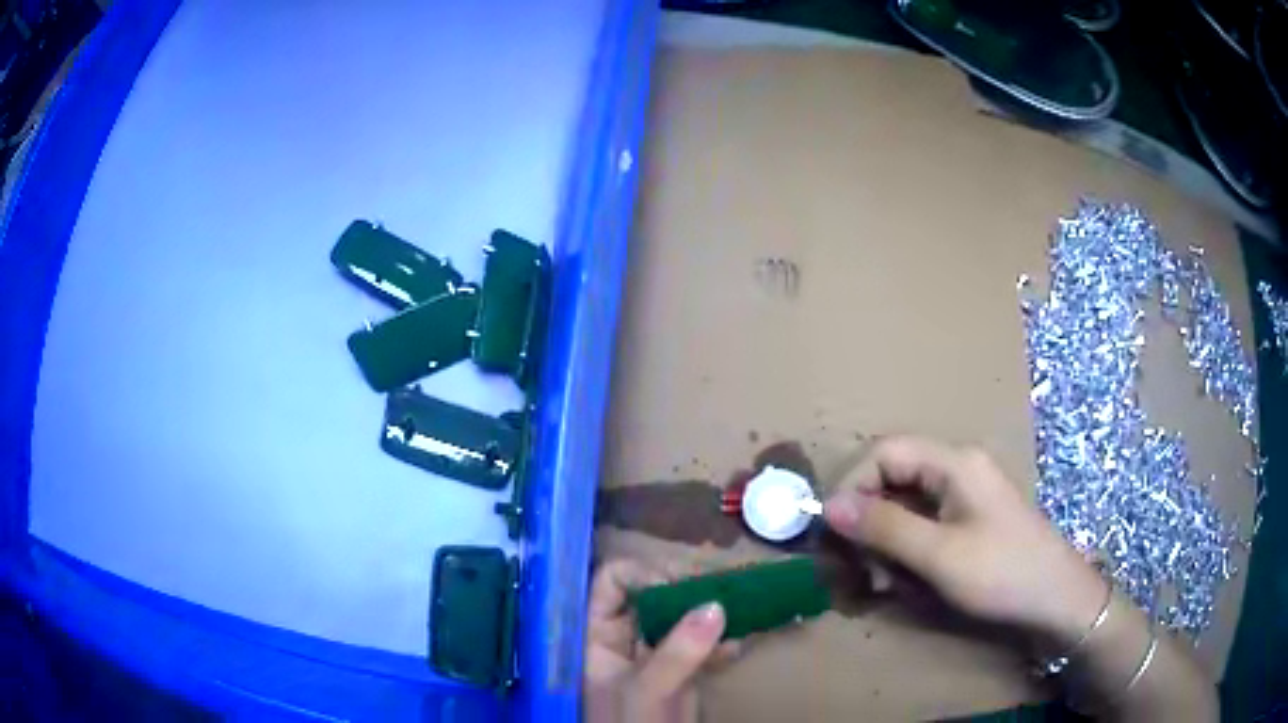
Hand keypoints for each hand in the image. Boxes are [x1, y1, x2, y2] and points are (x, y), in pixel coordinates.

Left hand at [583, 560, 740, 722]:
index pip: (613, 582)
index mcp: (599, 635)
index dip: (645, 574)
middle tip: (724, 589)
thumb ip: (677, 652)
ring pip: (682, 614)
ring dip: (713, 610)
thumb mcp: (646, 691)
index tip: (683, 584)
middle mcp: (625, 637)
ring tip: (741, 610)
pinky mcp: (683, 669)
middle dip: (689, 588)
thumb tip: (715, 606)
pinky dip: (723, 639)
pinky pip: (704, 641)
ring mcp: (656, 652)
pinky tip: (739, 645)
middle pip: (654, 592)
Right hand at [822, 436, 1107, 645]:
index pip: (885, 452)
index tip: (833, 532)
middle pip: (893, 478)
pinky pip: (923, 526)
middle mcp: (958, 470)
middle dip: (869, 521)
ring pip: (905, 506)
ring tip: (883, 582)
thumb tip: (828, 506)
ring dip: (885, 542)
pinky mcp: (969, 522)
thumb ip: (884, 527)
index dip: (852, 485)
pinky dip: (906, 552)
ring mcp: (965, 497)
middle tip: (860, 566)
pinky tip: (905, 582)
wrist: (1057, 600)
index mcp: (954, 463)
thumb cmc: (1002, 574)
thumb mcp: (938, 556)